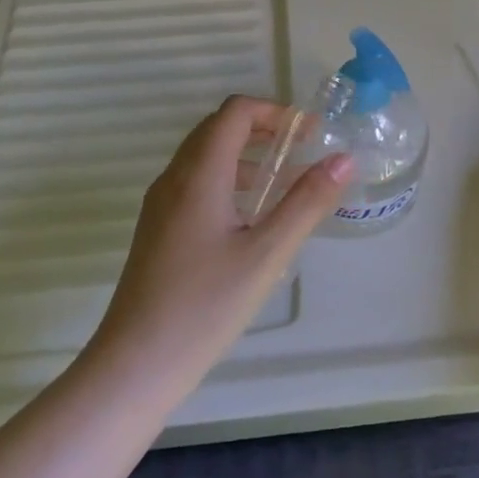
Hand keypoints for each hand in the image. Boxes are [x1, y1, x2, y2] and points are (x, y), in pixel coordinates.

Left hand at [90, 96, 352, 388]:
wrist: (134, 365)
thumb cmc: (204, 307)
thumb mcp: (266, 254)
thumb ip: (307, 202)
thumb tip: (344, 159)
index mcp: (198, 175)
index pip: (235, 112)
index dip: (276, 111)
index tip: (311, 133)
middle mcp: (174, 178)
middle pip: (218, 128)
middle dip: (264, 128)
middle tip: (303, 150)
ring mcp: (161, 204)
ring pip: (205, 156)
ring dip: (247, 154)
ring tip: (285, 181)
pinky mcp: (158, 229)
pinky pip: (196, 182)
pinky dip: (229, 178)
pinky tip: (252, 216)